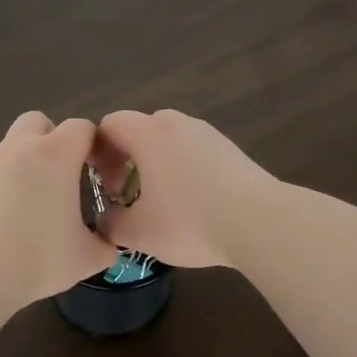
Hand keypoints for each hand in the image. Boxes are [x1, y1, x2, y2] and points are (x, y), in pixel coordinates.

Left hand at [0, 113, 118, 309]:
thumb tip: (107, 244)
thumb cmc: (39, 259)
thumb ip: (106, 245)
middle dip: (55, 139)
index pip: (82, 128)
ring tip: (39, 202)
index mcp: (55, 155)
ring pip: (13, 145)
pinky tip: (13, 218)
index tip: (101, 172)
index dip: (95, 145)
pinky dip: (8, 184)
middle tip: (65, 175)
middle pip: (39, 121)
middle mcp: (21, 149)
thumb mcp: (88, 258)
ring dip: (29, 161)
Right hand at [94, 110, 277, 269]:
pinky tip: (192, 205)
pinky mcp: (232, 150)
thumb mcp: (138, 233)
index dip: (96, 151)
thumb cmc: (189, 222)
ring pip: (169, 142)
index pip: (110, 124)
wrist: (260, 222)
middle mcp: (177, 124)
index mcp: (148, 134)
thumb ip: (112, 224)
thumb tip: (106, 221)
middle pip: (140, 131)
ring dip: (156, 166)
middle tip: (126, 195)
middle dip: (126, 160)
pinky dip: (183, 171)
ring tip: (160, 203)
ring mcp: (208, 134)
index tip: (100, 184)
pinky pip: (194, 153)